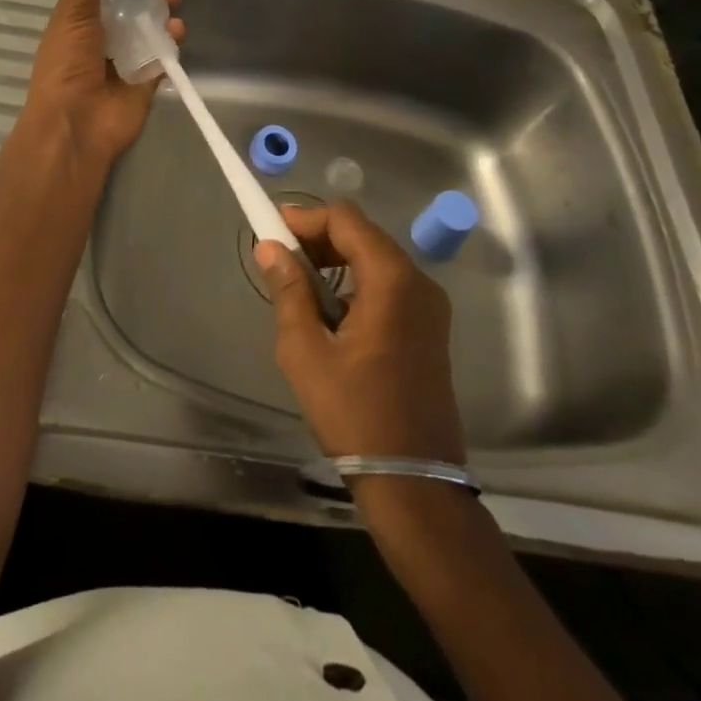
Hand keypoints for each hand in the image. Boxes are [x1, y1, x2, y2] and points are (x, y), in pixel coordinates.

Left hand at [24, 0, 182, 166]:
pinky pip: (164, 54)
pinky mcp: (146, 80)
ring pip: (150, 26)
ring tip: (172, 1)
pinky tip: (177, 30)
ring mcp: (125, 59)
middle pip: (131, 4)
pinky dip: (173, 41)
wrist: (76, 124)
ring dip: (163, 10)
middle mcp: (102, 36)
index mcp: (78, 18)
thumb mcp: (75, 8)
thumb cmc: (68, 63)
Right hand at [255, 201, 466, 464]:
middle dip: (318, 238)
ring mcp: (429, 305)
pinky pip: (388, 283)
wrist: (413, 482)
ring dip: (336, 259)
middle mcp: (418, 282)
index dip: (305, 218)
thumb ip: (289, 290)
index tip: (271, 231)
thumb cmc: (354, 413)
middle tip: (280, 257)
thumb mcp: (305, 350)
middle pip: (362, 234)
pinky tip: (329, 310)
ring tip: (298, 284)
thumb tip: (270, 247)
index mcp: (392, 280)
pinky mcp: (429, 327)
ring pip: (375, 257)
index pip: (345, 219)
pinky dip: (355, 281)